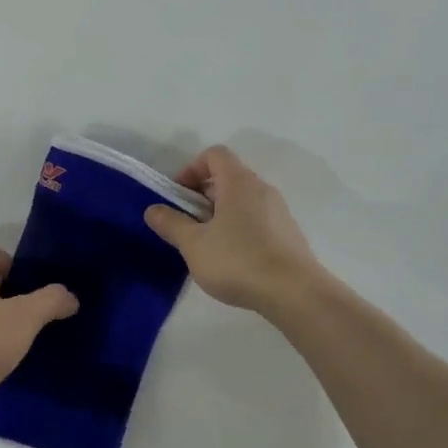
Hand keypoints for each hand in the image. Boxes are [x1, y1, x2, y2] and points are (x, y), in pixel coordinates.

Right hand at [144, 145, 324, 314]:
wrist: (295, 293)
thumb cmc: (238, 261)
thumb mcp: (194, 244)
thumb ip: (171, 224)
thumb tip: (152, 209)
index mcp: (239, 182)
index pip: (214, 155)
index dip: (190, 169)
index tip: (177, 197)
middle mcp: (261, 189)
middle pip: (226, 177)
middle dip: (200, 196)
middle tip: (185, 225)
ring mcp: (277, 212)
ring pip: (240, 201)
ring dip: (217, 215)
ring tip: (204, 246)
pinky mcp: (286, 234)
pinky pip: (254, 219)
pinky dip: (236, 229)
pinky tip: (230, 259)